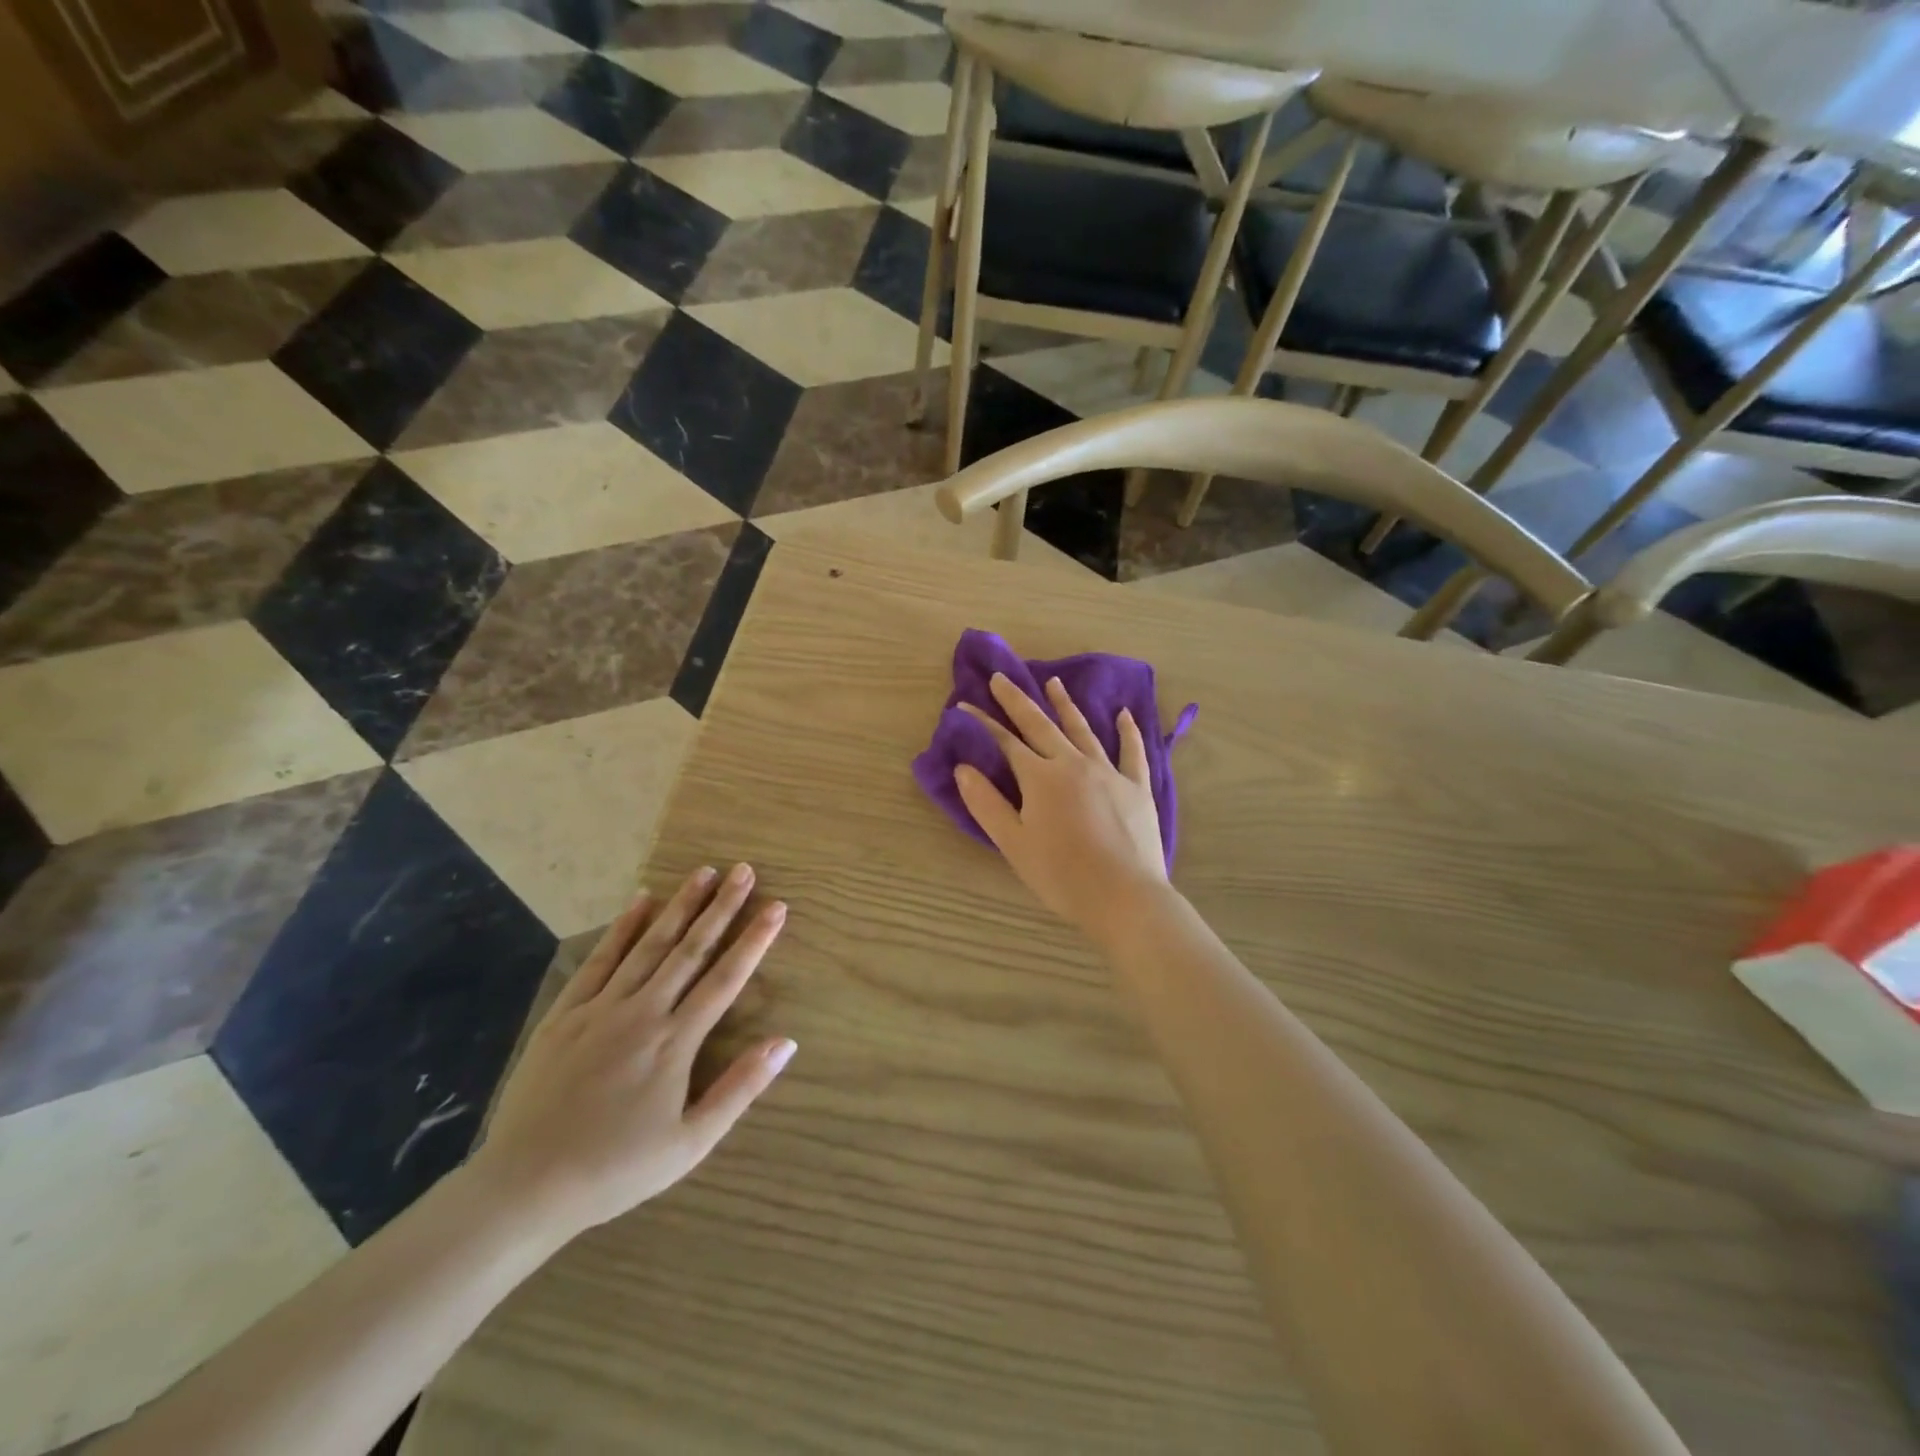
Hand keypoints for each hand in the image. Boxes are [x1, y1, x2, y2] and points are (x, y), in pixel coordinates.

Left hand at [472, 864, 795, 1238]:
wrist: (525, 1187)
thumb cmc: (617, 1169)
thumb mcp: (691, 1143)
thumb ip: (740, 1088)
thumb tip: (787, 1042)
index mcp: (676, 1041)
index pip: (726, 978)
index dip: (755, 940)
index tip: (777, 906)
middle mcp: (643, 1012)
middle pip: (691, 949)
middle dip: (722, 907)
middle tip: (743, 871)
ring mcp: (601, 1008)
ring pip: (649, 945)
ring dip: (680, 906)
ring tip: (704, 872)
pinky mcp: (566, 1014)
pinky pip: (599, 960)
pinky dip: (622, 928)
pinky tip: (639, 901)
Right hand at [954, 673, 1168, 939]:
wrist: (1124, 897)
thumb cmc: (1062, 875)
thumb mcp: (1014, 844)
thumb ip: (987, 804)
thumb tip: (963, 768)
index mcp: (1041, 778)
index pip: (1005, 742)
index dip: (983, 723)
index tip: (964, 705)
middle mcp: (1074, 764)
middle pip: (1041, 725)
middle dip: (1017, 701)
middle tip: (1001, 678)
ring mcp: (1109, 772)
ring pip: (1083, 730)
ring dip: (1065, 704)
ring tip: (1053, 681)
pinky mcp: (1137, 787)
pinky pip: (1132, 751)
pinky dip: (1128, 730)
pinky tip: (1124, 713)